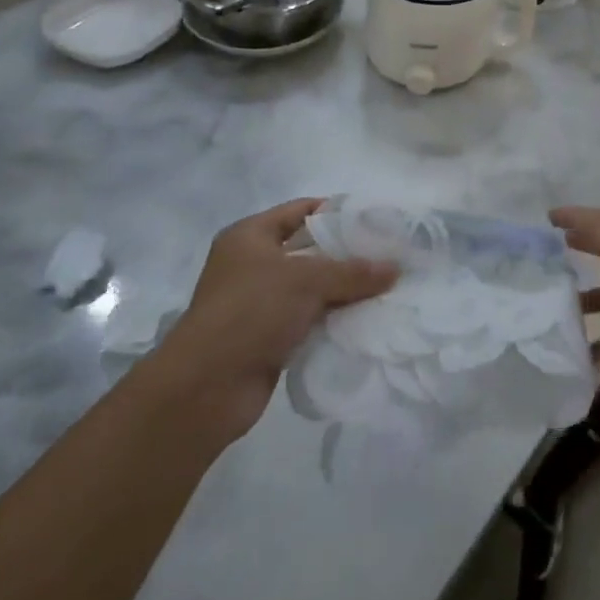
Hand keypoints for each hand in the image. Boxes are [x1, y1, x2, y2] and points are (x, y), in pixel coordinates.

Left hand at [153, 199, 396, 448]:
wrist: (204, 390)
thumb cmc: (250, 311)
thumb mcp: (306, 280)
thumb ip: (352, 272)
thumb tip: (395, 269)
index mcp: (251, 236)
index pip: (301, 210)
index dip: (338, 212)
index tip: (376, 220)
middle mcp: (253, 264)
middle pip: (310, 250)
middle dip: (347, 254)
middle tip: (388, 255)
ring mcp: (259, 303)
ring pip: (312, 288)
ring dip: (344, 290)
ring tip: (387, 287)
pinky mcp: (268, 338)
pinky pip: (309, 319)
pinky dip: (333, 319)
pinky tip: (366, 319)